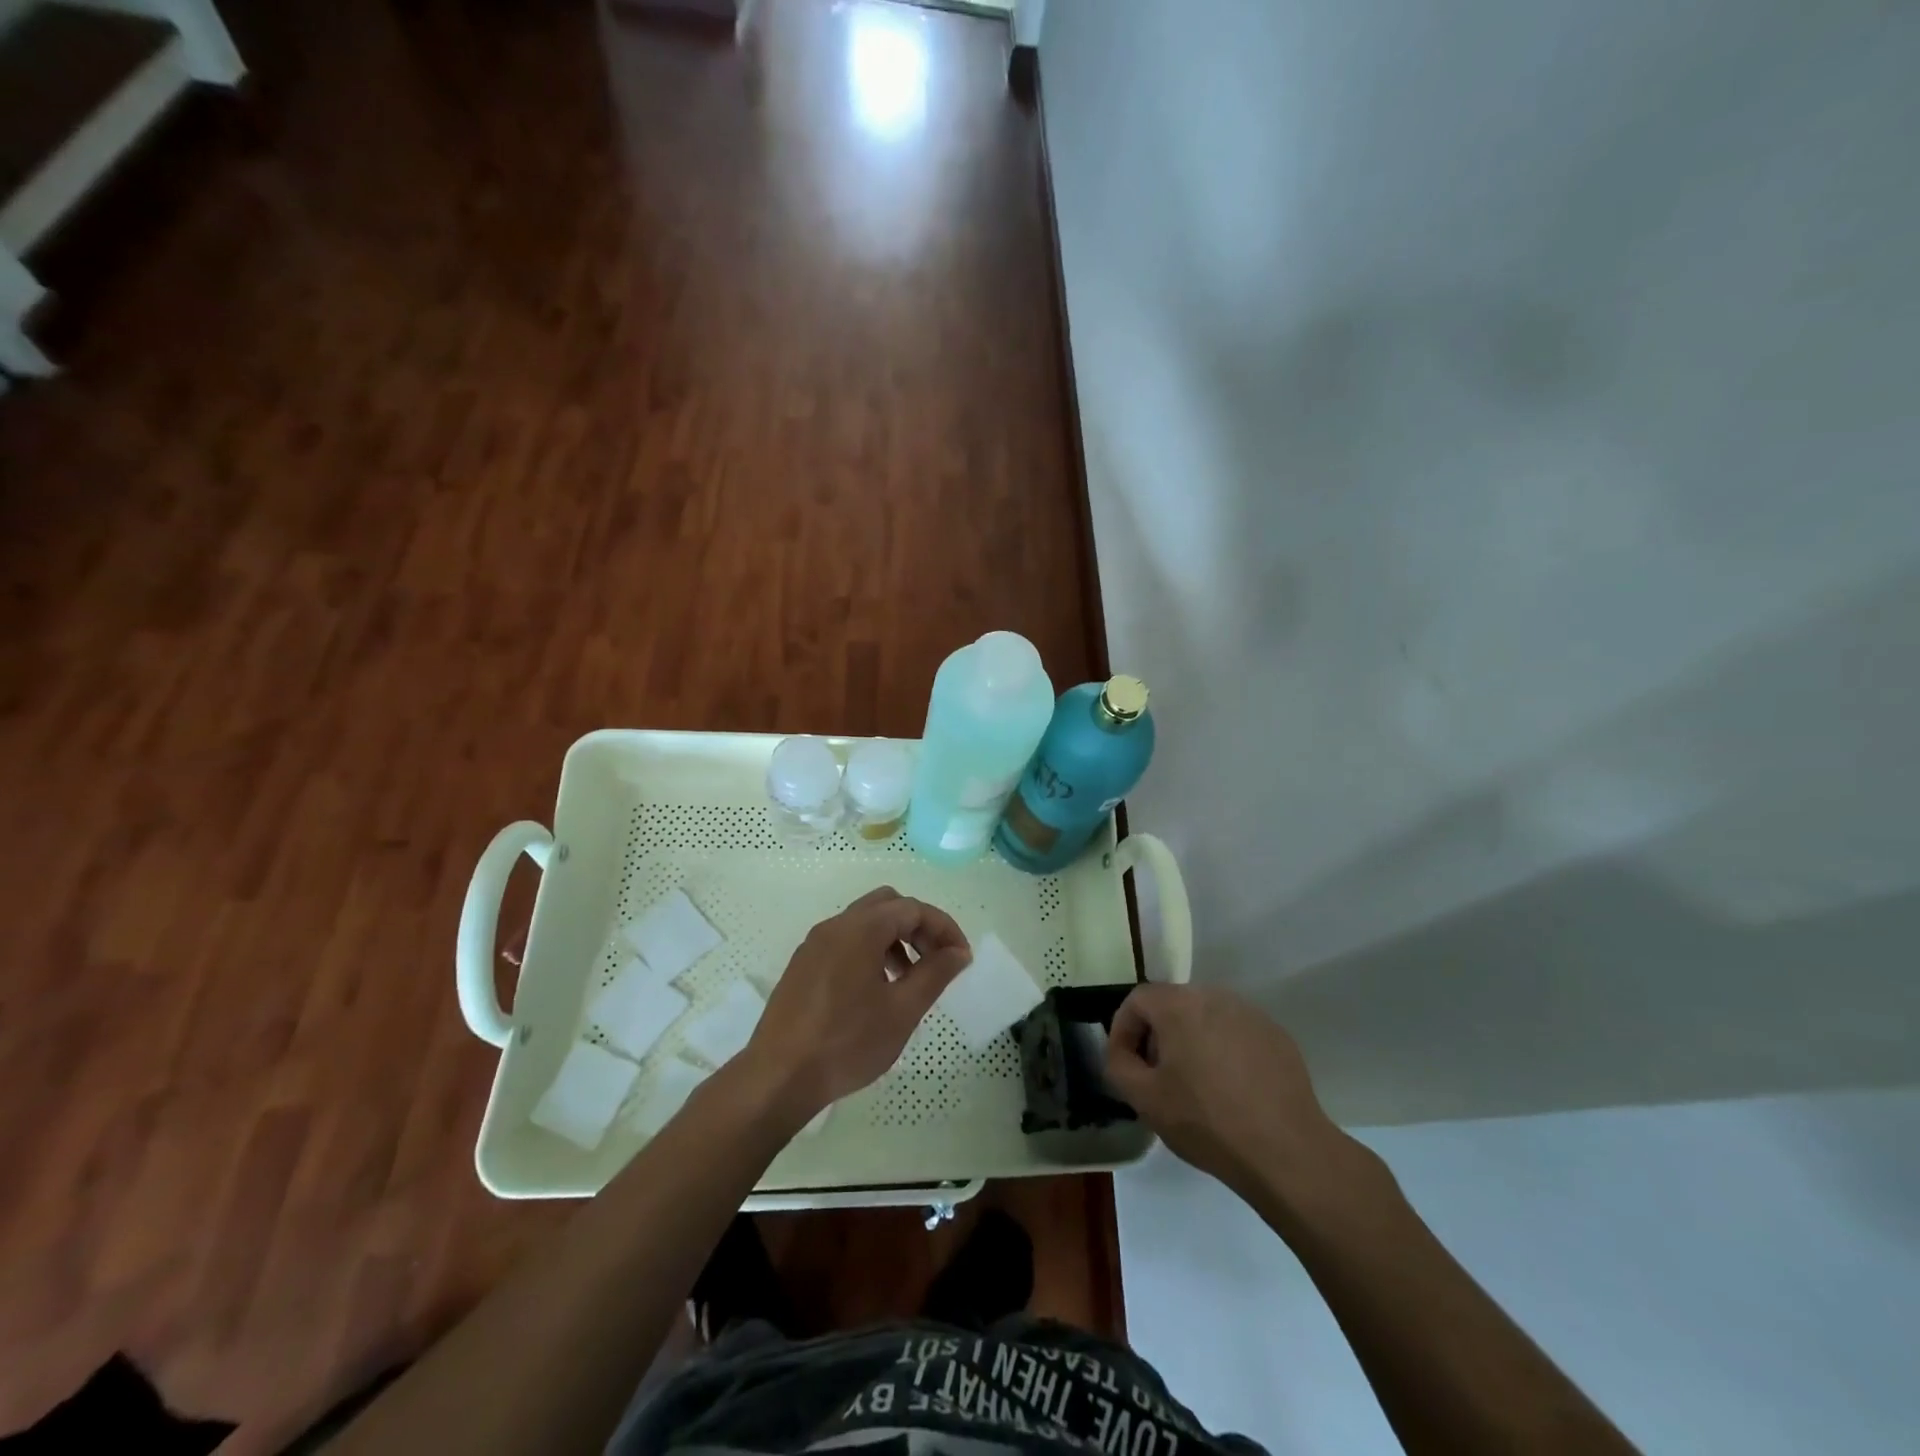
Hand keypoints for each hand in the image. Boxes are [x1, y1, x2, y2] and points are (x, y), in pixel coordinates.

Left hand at [742, 887, 971, 1119]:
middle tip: (936, 960)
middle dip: (918, 926)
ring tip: (908, 979)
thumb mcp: (902, 1011)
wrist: (778, 1077)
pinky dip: (870, 950)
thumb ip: (935, 974)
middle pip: (887, 905)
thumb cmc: (846, 1043)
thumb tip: (958, 952)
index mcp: (861, 929)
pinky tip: (876, 990)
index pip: (913, 909)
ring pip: (864, 922)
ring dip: (894, 938)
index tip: (962, 958)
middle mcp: (835, 925)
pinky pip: (845, 941)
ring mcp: (814, 944)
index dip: (944, 928)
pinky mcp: (802, 965)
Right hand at [1106, 983, 1370, 1211]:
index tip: (1125, 1064)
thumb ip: (1118, 1065)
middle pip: (1172, 1005)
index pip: (1137, 1000)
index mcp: (1179, 1004)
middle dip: (1157, 1035)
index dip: (1123, 1030)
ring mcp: (1250, 1013)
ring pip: (1205, 1018)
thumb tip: (1122, 1052)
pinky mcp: (1276, 1035)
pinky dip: (1223, 1051)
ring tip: (1194, 1084)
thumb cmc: (1206, 1122)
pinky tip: (1230, 1090)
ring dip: (1191, 1041)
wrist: (1286, 1151)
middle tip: (1156, 1075)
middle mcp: (1214, 996)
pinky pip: (1235, 1033)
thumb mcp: (1144, 1099)